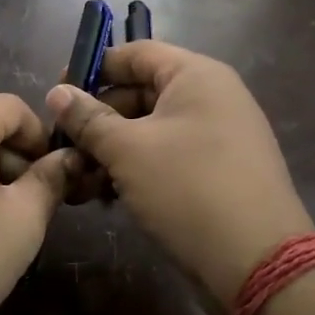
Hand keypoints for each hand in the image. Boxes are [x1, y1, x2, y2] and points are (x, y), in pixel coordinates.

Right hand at [47, 42, 312, 309]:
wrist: (257, 262)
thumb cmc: (187, 188)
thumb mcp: (127, 150)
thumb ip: (88, 118)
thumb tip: (57, 92)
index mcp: (196, 76)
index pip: (136, 53)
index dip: (94, 68)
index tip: (57, 92)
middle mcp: (212, 97)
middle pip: (141, 92)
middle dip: (98, 118)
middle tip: (63, 144)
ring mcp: (218, 136)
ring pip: (151, 129)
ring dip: (112, 149)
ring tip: (79, 178)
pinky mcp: (218, 171)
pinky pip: (168, 155)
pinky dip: (137, 168)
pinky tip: (107, 195)